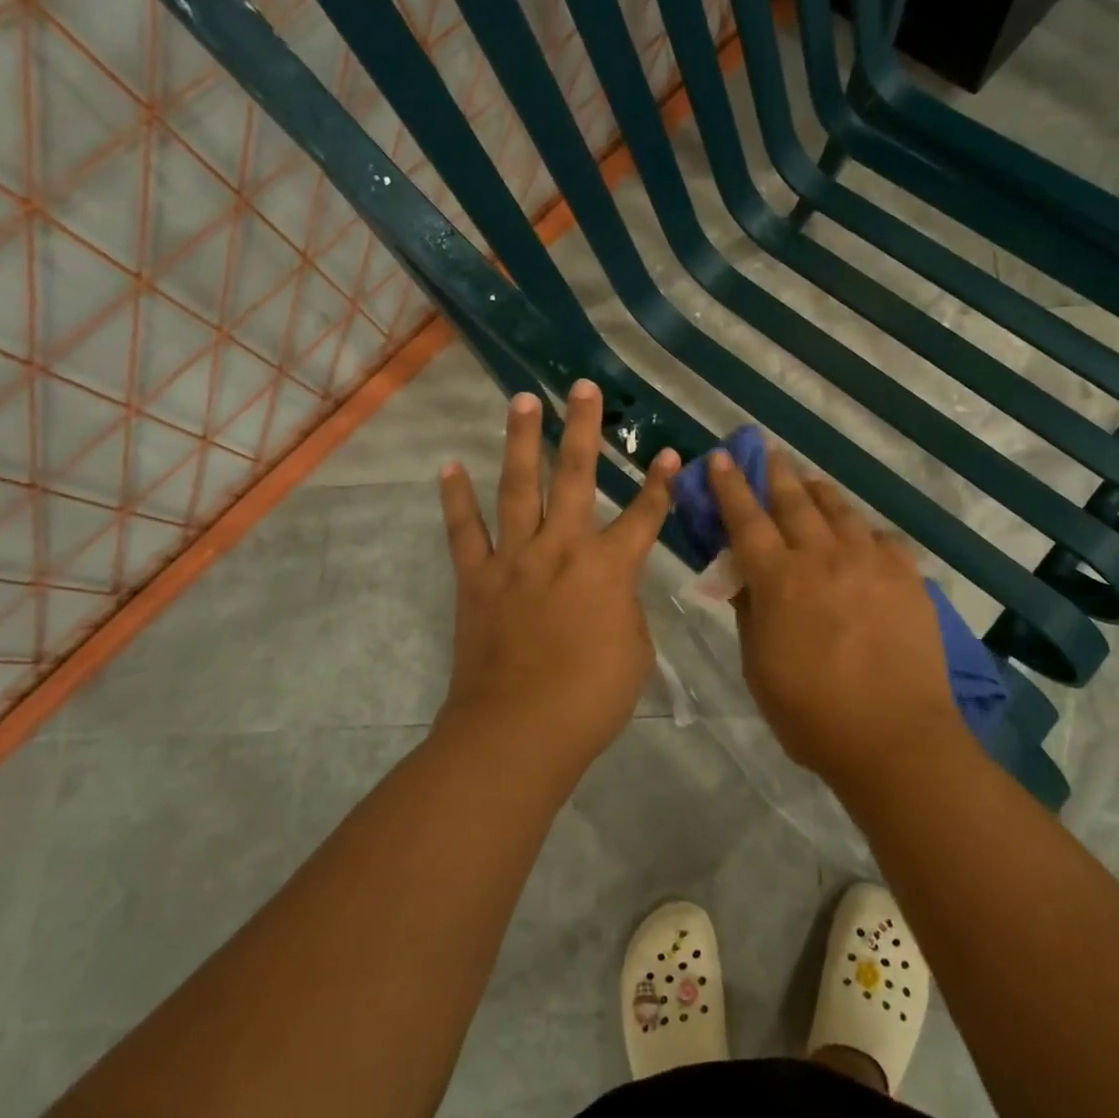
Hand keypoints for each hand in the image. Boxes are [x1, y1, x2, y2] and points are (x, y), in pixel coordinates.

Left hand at [437, 380, 678, 771]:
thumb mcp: (634, 651)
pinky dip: (456, 498)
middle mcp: (562, 547)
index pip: (645, 515)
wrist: (519, 731)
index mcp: (609, 567)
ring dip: (521, 440)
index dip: (660, 483)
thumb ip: (624, 607)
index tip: (669, 452)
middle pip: (576, 475)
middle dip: (584, 428)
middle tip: (583, 387)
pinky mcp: (476, 578)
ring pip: (518, 485)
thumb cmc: (591, 698)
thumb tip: (609, 591)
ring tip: (522, 400)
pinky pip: (463, 530)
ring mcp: (514, 558)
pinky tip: (449, 466)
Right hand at [709, 448, 964, 788]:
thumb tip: (742, 577)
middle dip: (775, 473)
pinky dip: (863, 531)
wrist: (895, 737)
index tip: (721, 457)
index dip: (730, 486)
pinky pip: (881, 539)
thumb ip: (750, 613)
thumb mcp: (759, 668)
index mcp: (778, 580)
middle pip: (794, 502)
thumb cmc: (812, 714)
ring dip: (819, 492)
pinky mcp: (907, 576)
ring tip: (810, 481)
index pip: (746, 519)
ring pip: (840, 511)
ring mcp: (869, 562)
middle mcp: (822, 557)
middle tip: (767, 451)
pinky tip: (861, 534)